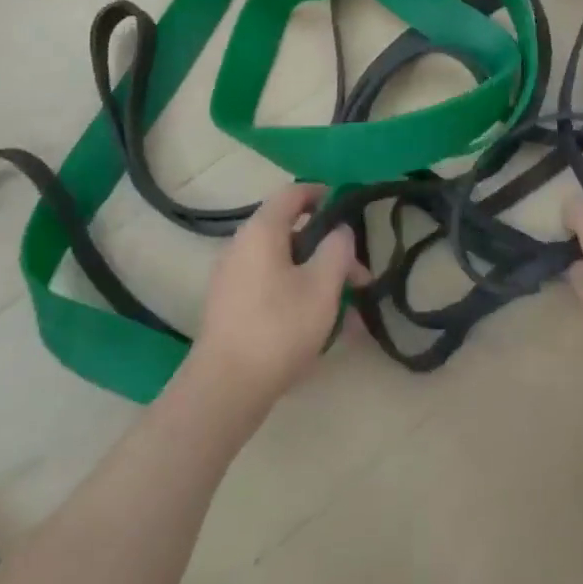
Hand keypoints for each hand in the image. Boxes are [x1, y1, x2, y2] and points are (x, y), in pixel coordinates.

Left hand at [189, 184, 367, 413]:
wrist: (223, 390)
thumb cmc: (278, 328)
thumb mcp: (322, 286)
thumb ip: (337, 249)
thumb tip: (339, 231)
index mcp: (262, 230)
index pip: (293, 193)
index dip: (323, 194)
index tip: (349, 210)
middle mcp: (242, 246)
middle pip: (291, 232)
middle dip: (328, 249)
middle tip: (358, 276)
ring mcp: (233, 278)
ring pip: (284, 264)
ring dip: (317, 277)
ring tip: (348, 311)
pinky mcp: (231, 308)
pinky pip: (271, 287)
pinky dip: (297, 295)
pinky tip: (321, 328)